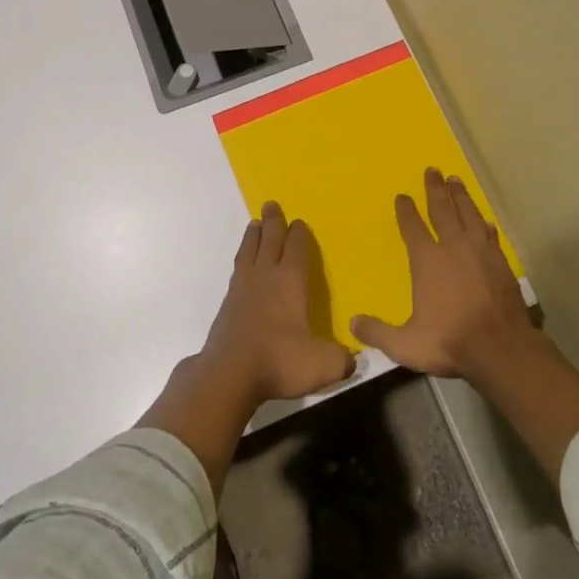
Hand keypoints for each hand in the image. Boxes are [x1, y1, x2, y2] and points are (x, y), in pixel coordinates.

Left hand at [200, 202, 353, 405]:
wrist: (229, 374)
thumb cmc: (280, 361)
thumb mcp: (322, 364)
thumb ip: (341, 359)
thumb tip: (352, 359)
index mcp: (290, 281)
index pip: (296, 248)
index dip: (299, 234)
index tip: (299, 222)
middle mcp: (265, 276)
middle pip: (269, 240)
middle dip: (273, 222)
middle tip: (270, 204)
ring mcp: (243, 288)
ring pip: (249, 251)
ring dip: (253, 236)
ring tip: (254, 224)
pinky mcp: (227, 304)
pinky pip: (237, 270)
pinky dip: (242, 259)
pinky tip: (243, 265)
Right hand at [349, 169, 536, 378]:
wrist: (501, 348)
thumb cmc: (450, 341)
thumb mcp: (405, 344)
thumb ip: (378, 332)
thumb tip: (353, 323)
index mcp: (428, 260)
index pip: (413, 227)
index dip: (406, 211)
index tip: (402, 196)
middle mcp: (453, 247)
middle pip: (442, 210)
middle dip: (435, 189)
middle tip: (432, 170)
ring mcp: (480, 252)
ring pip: (468, 214)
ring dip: (461, 196)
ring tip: (455, 180)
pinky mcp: (501, 262)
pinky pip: (489, 233)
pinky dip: (483, 222)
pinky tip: (483, 219)